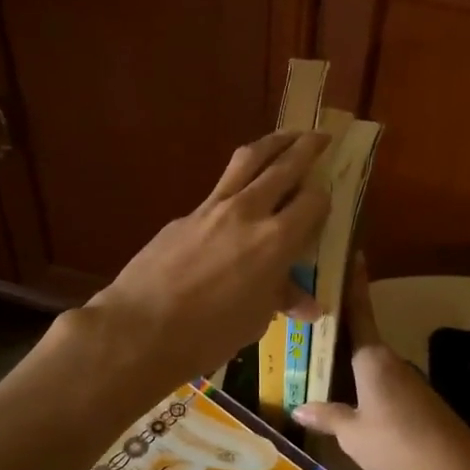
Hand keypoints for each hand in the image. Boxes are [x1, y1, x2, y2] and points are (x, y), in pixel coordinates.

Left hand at [80, 132, 329, 386]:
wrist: (141, 328)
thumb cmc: (208, 334)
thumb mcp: (255, 319)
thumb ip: (281, 298)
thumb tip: (309, 305)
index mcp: (276, 240)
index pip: (313, 202)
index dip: (325, 198)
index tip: (329, 197)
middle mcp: (249, 211)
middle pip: (284, 165)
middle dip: (307, 147)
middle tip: (322, 136)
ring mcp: (213, 207)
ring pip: (248, 160)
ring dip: (272, 143)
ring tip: (287, 136)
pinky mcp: (186, 214)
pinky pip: (221, 186)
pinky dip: (239, 178)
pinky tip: (241, 189)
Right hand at [291, 258, 469, 469]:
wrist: (452, 463)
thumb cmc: (395, 440)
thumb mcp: (352, 433)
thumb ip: (327, 417)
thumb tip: (299, 408)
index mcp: (371, 358)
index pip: (358, 311)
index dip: (353, 283)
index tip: (351, 254)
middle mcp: (388, 360)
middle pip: (359, 335)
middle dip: (337, 324)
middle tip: (309, 312)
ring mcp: (404, 378)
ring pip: (368, 360)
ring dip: (347, 356)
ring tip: (317, 356)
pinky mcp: (414, 397)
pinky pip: (379, 378)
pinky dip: (360, 377)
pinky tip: (346, 391)